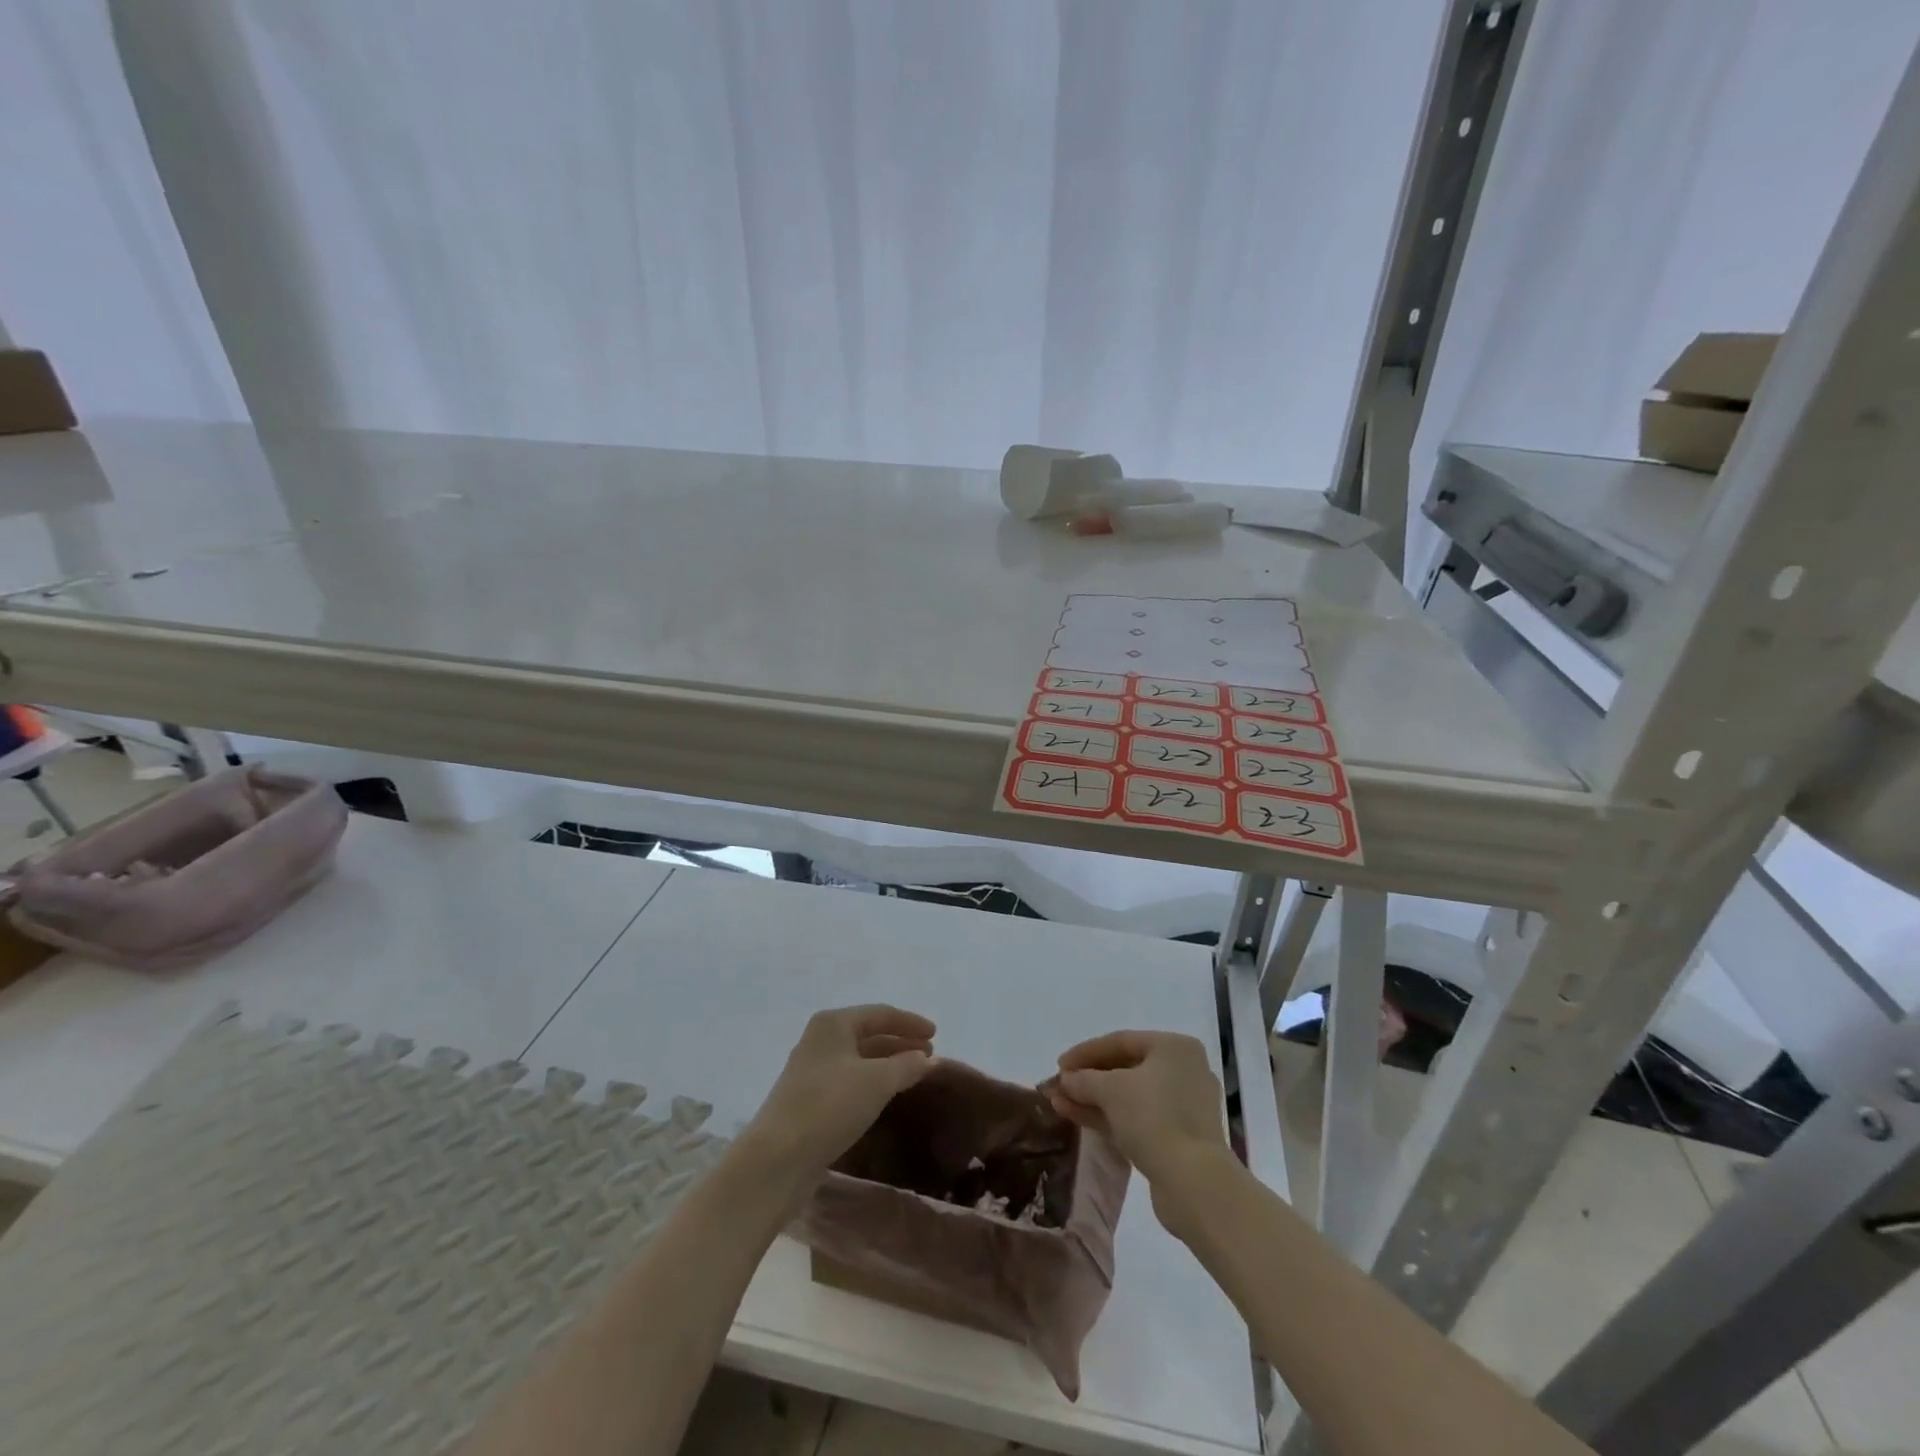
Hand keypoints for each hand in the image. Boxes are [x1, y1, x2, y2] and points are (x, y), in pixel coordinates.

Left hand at [741, 1005, 935, 1185]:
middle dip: (900, 1042)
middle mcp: (820, 1040)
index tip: (936, 1033)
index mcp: (833, 1024)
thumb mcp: (877, 1082)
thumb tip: (928, 1058)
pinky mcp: (808, 1100)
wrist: (777, 1159)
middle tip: (929, 1055)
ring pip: (858, 1059)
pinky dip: (872, 1083)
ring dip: (887, 1063)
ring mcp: (811, 1071)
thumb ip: (907, 1065)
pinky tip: (885, 1096)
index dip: (910, 1022)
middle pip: (868, 1034)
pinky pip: (849, 1080)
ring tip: (913, 1074)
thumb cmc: (830, 1106)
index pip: (880, 1013)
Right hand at [1044, 1030, 1230, 1230]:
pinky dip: (1110, 1116)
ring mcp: (1183, 1106)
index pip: (1121, 1041)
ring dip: (1094, 1098)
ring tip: (1060, 1104)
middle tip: (1059, 1086)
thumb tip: (1065, 1080)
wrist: (1195, 1184)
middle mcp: (1183, 1070)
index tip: (1059, 1065)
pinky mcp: (1179, 1137)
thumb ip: (1083, 1079)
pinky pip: (1138, 1117)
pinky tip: (1080, 1118)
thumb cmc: (1154, 1119)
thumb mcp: (1111, 1091)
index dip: (1085, 1052)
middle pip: (1125, 1068)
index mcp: (1175, 1048)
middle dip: (1088, 1078)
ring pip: (1130, 1095)